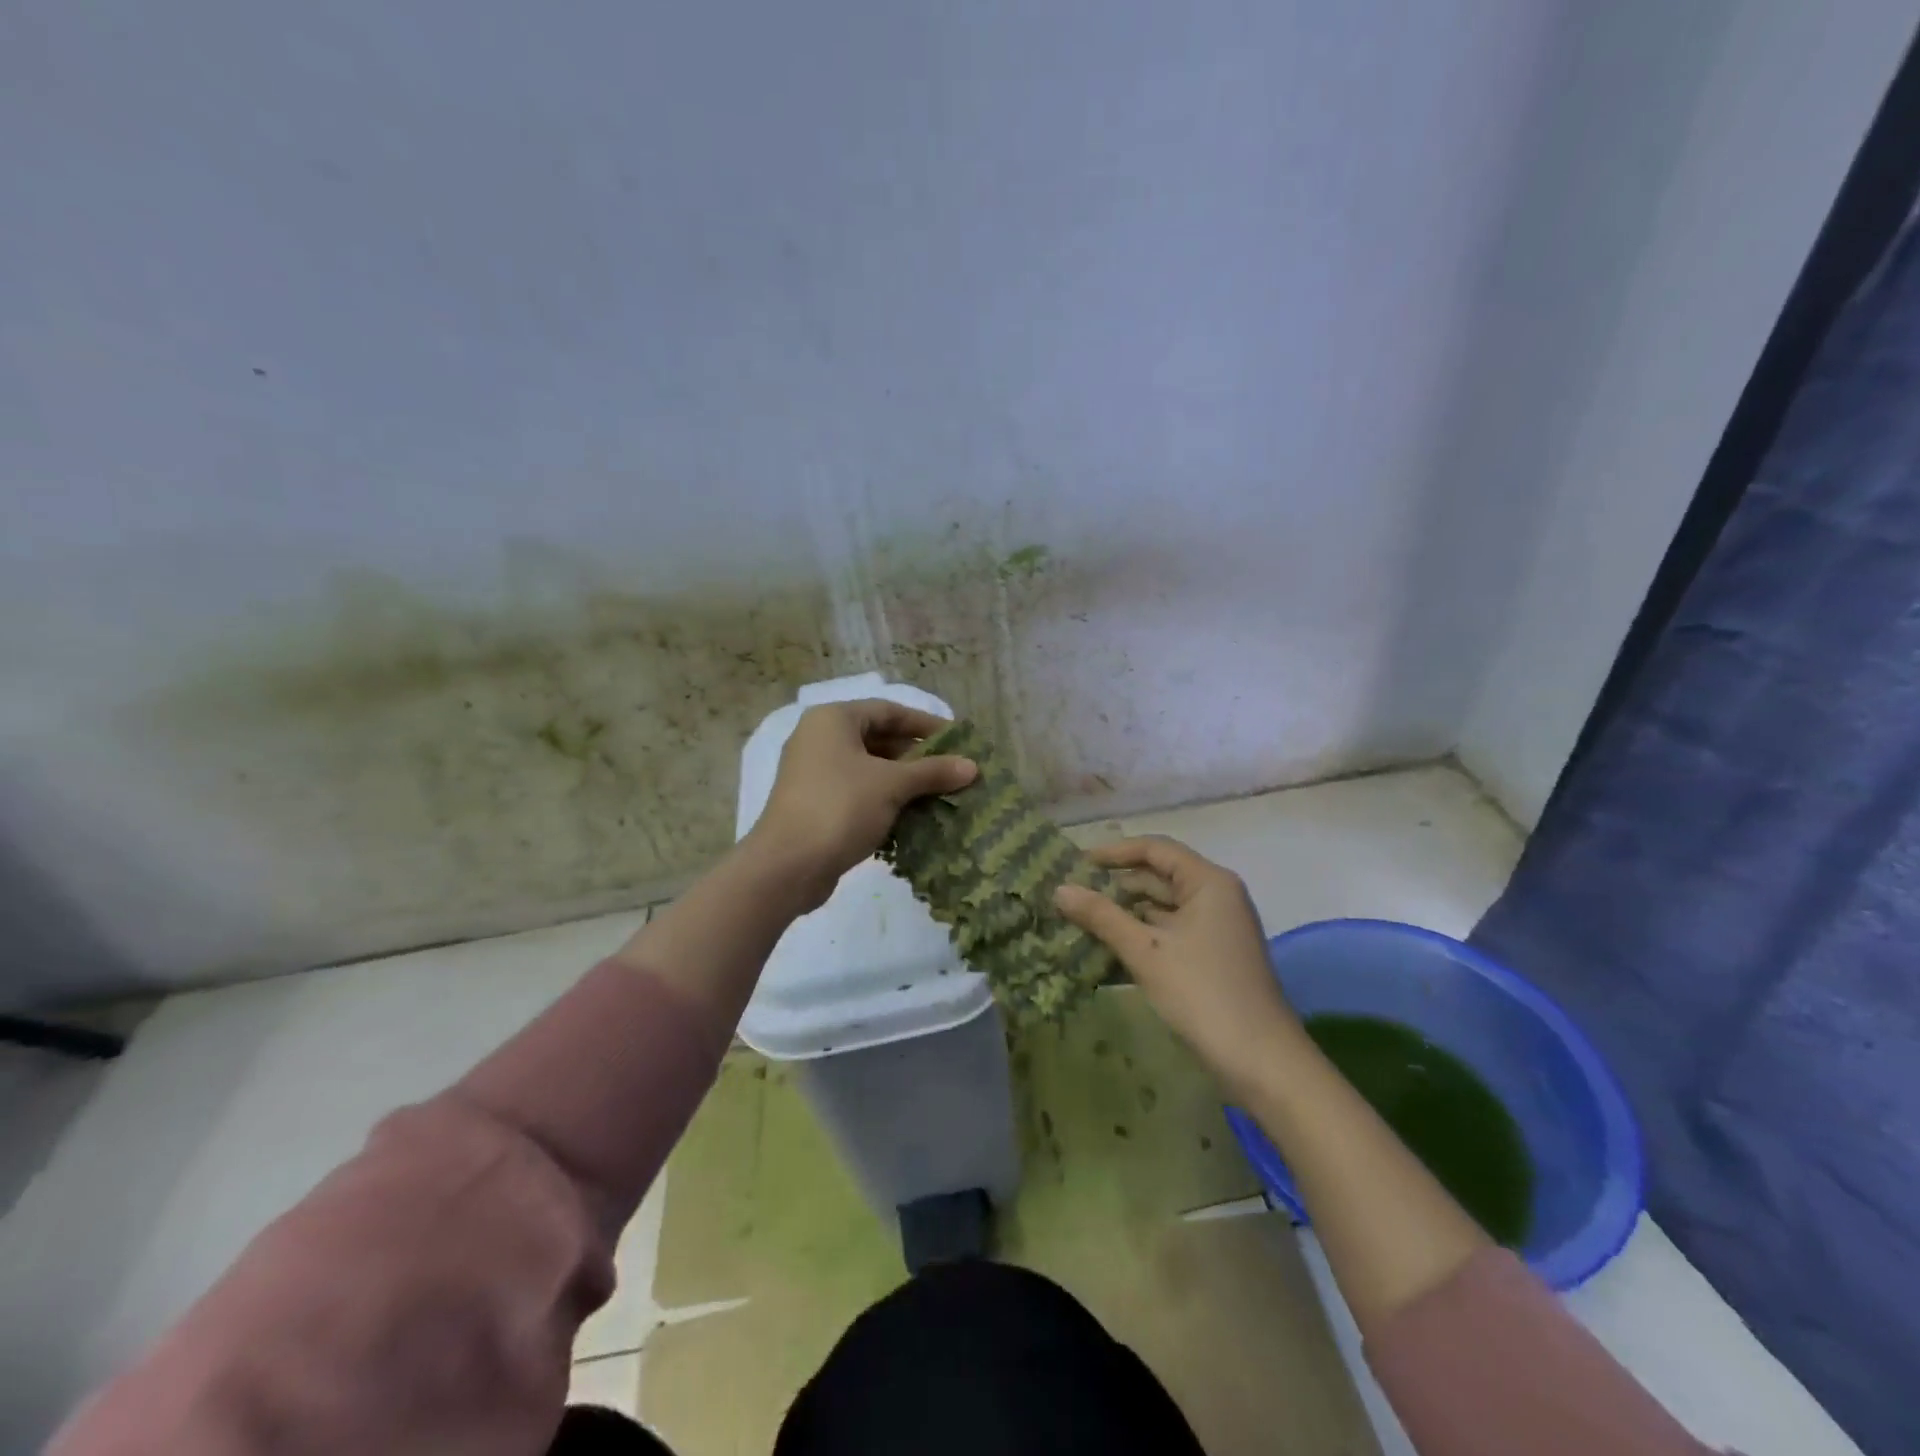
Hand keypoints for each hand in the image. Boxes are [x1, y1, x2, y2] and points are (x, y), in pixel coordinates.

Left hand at [745, 699, 976, 911]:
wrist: (788, 865)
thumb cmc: (841, 807)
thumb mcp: (892, 785)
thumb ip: (932, 772)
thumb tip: (973, 766)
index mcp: (833, 720)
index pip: (888, 711)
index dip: (925, 724)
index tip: (957, 740)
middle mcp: (819, 739)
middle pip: (879, 739)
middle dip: (917, 756)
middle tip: (952, 771)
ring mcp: (814, 774)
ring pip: (869, 769)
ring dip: (904, 781)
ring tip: (940, 795)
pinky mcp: (815, 805)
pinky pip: (858, 792)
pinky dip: (885, 800)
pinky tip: (913, 817)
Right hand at [1054, 836, 1302, 1092]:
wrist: (1261, 1062)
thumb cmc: (1202, 993)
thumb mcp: (1145, 951)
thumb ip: (1102, 916)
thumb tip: (1059, 890)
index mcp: (1208, 882)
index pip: (1154, 849)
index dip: (1113, 852)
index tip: (1075, 864)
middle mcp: (1215, 897)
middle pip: (1156, 878)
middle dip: (1113, 888)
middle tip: (1068, 896)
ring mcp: (1214, 929)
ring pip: (1159, 910)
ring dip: (1121, 916)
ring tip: (1076, 923)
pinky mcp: (1209, 958)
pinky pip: (1166, 936)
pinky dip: (1137, 940)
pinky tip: (1101, 953)